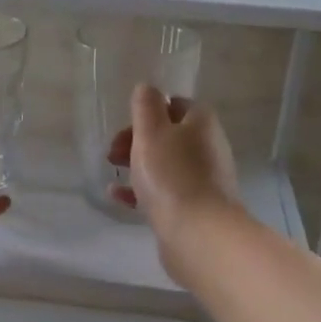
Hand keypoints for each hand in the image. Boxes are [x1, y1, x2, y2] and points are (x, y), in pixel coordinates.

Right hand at [106, 84, 241, 248]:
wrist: (198, 233)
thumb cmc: (172, 175)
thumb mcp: (151, 132)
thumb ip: (146, 106)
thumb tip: (147, 88)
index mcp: (201, 124)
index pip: (176, 105)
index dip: (149, 111)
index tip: (126, 124)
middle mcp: (207, 148)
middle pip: (169, 136)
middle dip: (138, 140)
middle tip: (113, 151)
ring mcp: (203, 180)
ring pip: (165, 164)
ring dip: (137, 165)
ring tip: (112, 171)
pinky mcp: (194, 208)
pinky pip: (164, 192)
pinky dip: (141, 190)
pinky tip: (118, 196)